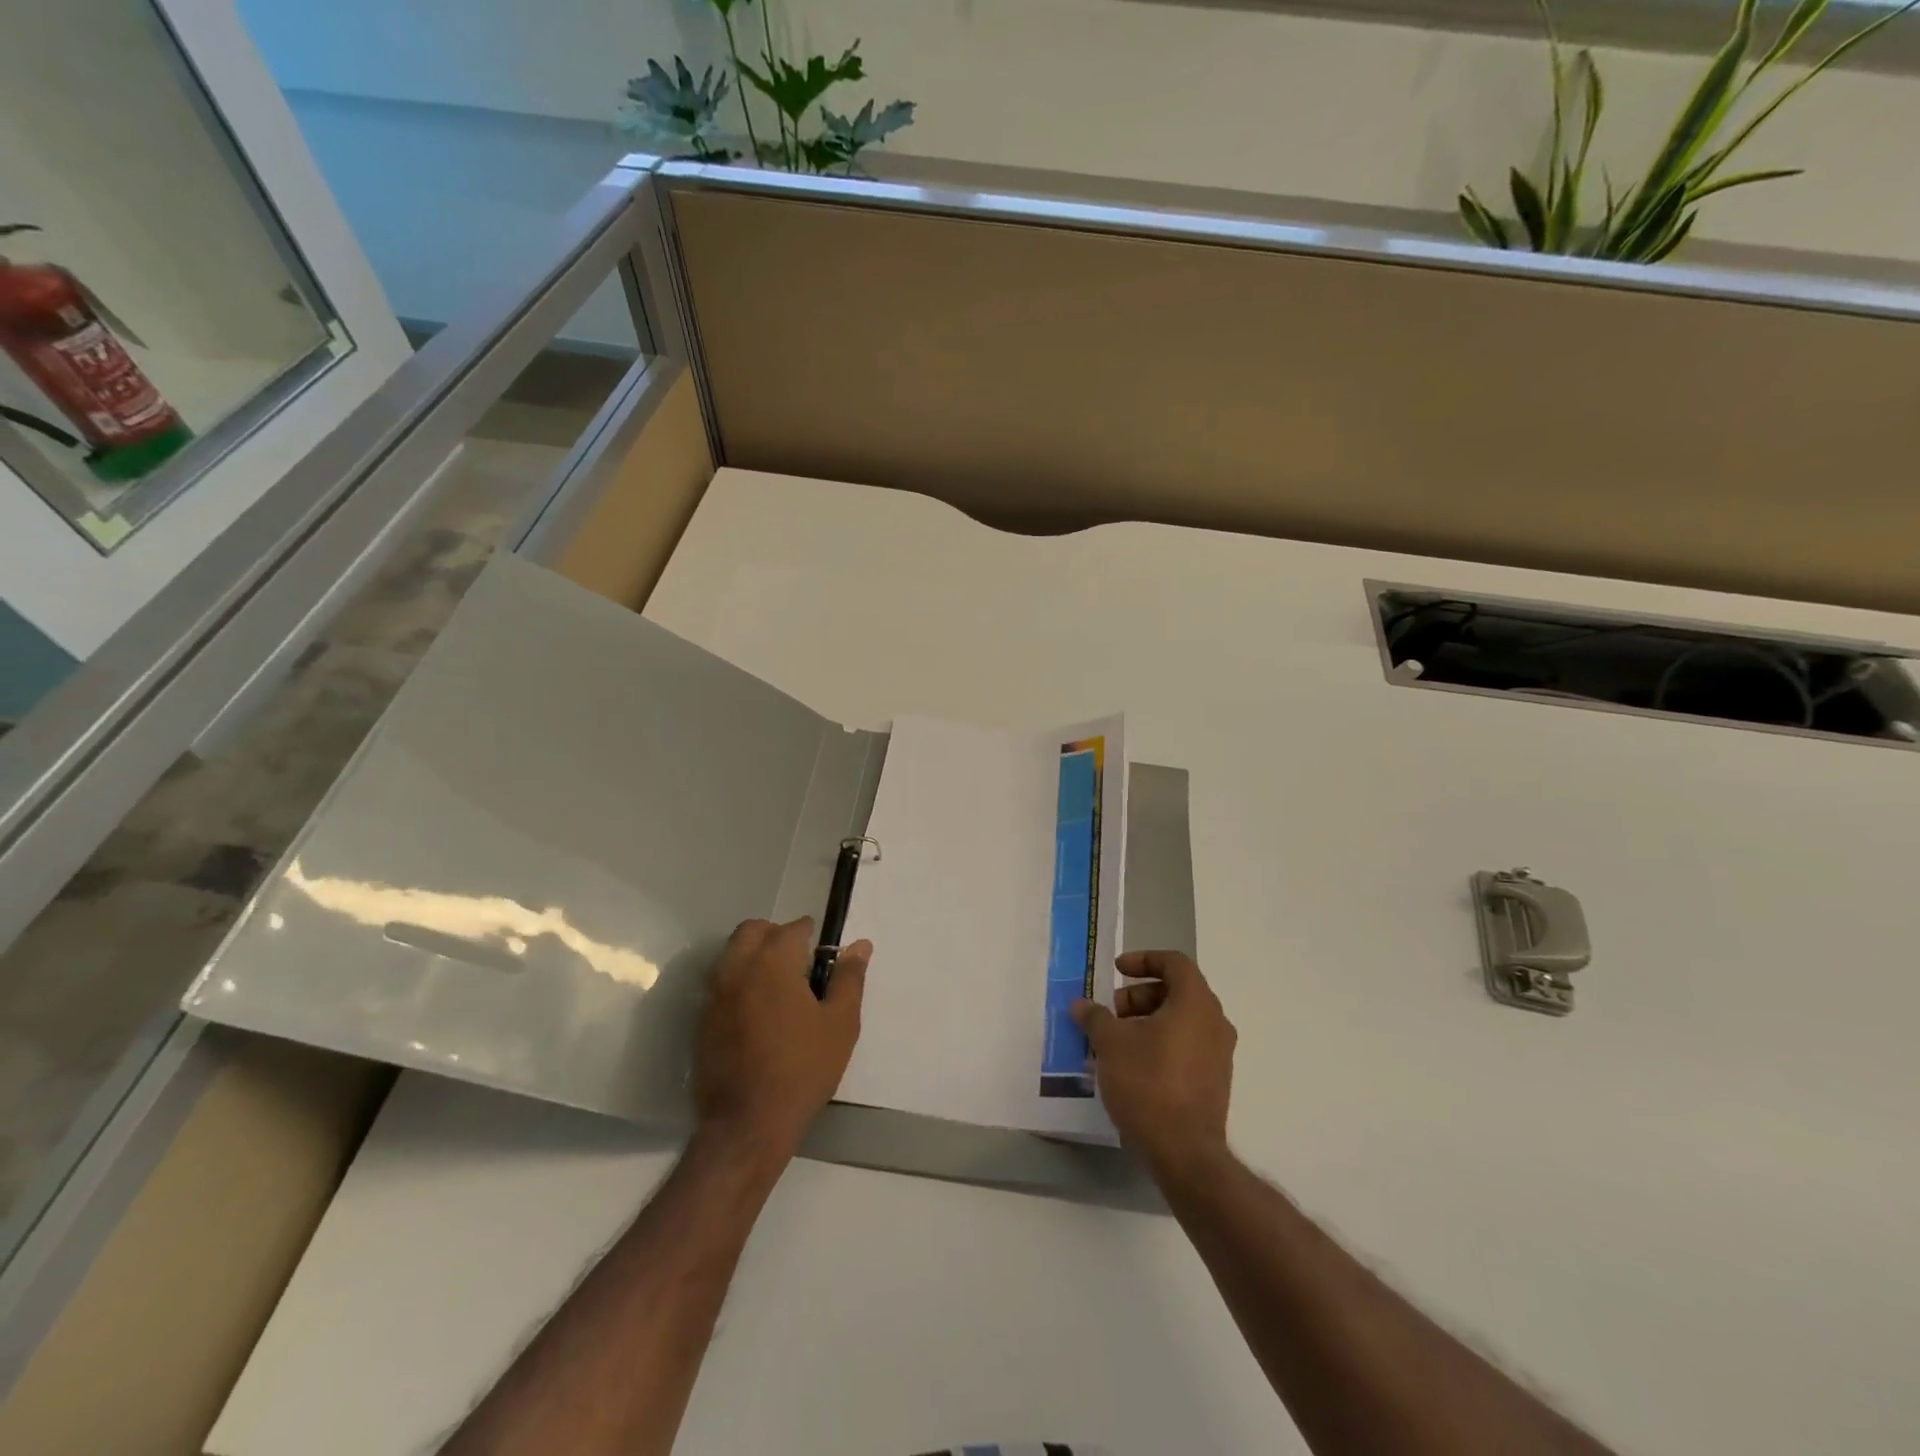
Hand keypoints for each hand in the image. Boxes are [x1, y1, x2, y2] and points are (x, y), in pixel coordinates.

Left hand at [693, 917, 869, 1159]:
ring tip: (779, 986)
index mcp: (773, 962)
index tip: (823, 954)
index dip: (811, 935)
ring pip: (732, 954)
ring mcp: (714, 995)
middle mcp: (738, 968)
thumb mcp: (840, 1023)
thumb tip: (860, 945)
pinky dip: (739, 981)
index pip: (792, 928)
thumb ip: (849, 978)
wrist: (747, 1124)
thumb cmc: (803, 1069)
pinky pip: (720, 983)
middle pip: (752, 930)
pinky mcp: (702, 1020)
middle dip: (775, 935)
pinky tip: (758, 1011)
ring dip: (753, 955)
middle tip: (799, 962)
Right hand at [1072, 950, 1235, 1173]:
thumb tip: (1081, 1004)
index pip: (1174, 962)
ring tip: (1114, 1042)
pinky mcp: (1215, 1080)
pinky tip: (1131, 1066)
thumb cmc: (1148, 1084)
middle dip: (1139, 995)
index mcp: (1195, 1003)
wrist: (1184, 1152)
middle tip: (1112, 1013)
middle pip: (1176, 991)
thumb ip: (1095, 1017)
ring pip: (1180, 1020)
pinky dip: (1159, 1043)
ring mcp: (1219, 1053)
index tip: (1117, 971)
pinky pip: (1186, 1046)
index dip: (1143, 960)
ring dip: (1146, 1021)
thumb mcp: (1111, 1044)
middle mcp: (1214, 1022)